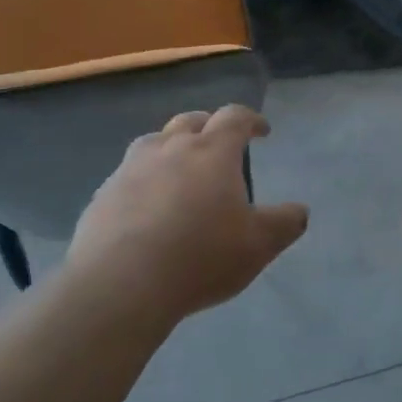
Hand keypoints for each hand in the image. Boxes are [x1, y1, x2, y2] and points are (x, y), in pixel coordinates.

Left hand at [66, 105, 307, 324]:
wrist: (121, 284)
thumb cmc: (200, 256)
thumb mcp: (258, 245)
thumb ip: (285, 224)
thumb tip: (299, 211)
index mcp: (212, 151)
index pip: (235, 117)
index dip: (251, 120)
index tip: (262, 131)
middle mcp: (170, 148)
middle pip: (190, 121)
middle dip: (209, 126)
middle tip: (219, 145)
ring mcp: (130, 169)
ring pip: (153, 142)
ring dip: (170, 147)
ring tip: (178, 170)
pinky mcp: (102, 195)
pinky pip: (127, 176)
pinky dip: (142, 180)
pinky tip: (144, 206)